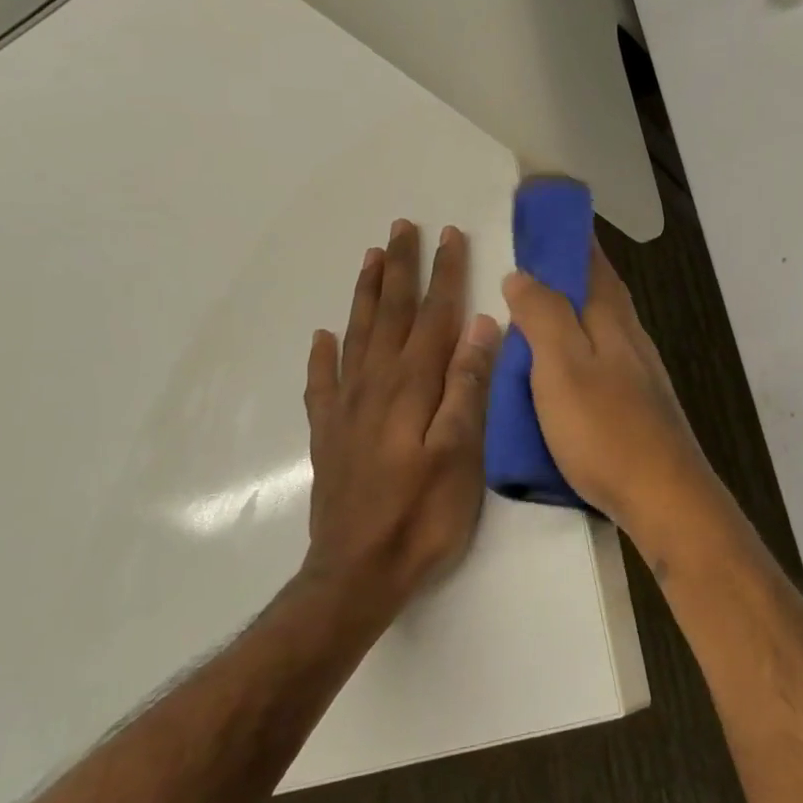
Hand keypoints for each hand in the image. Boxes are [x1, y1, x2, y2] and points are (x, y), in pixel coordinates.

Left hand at [303, 219, 502, 620]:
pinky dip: (323, 356)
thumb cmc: (423, 517)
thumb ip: (467, 387)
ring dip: (364, 294)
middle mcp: (375, 386)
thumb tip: (481, 325)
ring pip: (355, 336)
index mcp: (413, 387)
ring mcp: (347, 410)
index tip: (449, 234)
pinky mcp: (330, 435)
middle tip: (402, 227)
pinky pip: (322, 383)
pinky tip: (322, 337)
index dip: (443, 274)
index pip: (432, 316)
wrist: (357, 575)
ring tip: (370, 259)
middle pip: (388, 314)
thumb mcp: (460, 454)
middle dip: (399, 268)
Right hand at [502, 242, 717, 545]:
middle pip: (601, 288)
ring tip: (534, 306)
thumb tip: (522, 274)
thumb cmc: (606, 429)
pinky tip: (559, 362)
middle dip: (570, 266)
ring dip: (573, 305)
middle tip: (529, 256)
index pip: (592, 260)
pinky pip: (601, 354)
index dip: (569, 234)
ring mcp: (638, 370)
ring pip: (602, 322)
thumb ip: (543, 317)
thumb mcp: (562, 368)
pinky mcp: (636, 401)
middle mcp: (630, 336)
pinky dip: (577, 343)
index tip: (543, 211)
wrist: (662, 495)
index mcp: (612, 319)